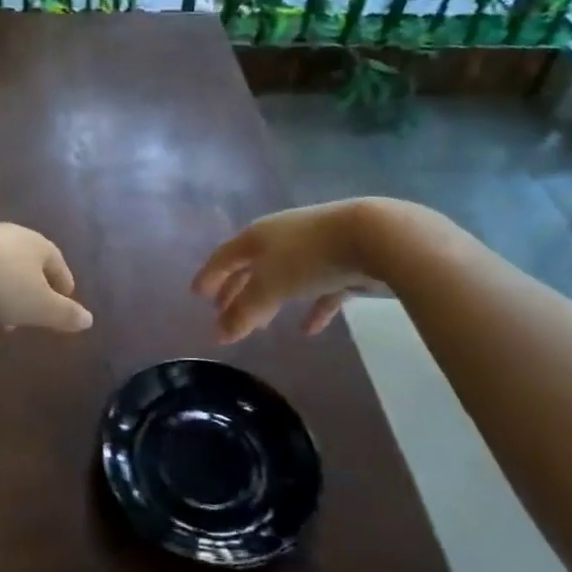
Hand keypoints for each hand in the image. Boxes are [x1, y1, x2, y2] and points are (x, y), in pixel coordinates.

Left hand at [0, 224, 92, 340]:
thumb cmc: (2, 286)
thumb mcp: (40, 307)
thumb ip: (65, 314)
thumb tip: (89, 319)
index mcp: (34, 244)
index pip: (56, 261)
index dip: (63, 283)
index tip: (66, 302)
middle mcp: (6, 237)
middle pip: (23, 266)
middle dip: (28, 293)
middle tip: (30, 319)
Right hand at [192, 201, 377, 344]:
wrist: (374, 236)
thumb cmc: (309, 257)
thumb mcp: (270, 286)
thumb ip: (244, 312)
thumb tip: (218, 335)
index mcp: (257, 237)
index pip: (225, 257)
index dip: (210, 275)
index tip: (196, 294)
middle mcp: (281, 238)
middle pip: (252, 267)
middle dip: (237, 291)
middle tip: (223, 313)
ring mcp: (313, 249)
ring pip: (283, 279)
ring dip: (270, 301)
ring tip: (261, 326)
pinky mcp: (343, 263)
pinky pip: (319, 290)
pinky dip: (311, 309)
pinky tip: (309, 330)